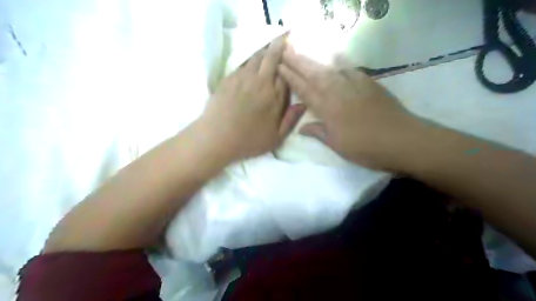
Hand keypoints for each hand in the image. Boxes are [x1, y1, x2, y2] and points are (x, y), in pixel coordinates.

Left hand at [198, 33, 305, 162]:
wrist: (216, 138)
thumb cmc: (248, 141)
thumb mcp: (276, 138)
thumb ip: (291, 120)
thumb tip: (303, 104)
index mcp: (274, 97)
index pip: (286, 73)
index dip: (290, 64)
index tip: (291, 57)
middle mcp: (260, 82)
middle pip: (271, 57)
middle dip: (278, 46)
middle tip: (282, 38)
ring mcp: (243, 78)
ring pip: (256, 57)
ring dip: (263, 52)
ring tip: (267, 51)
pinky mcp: (229, 78)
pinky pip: (242, 64)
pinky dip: (249, 61)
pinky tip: (250, 65)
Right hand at [279, 49, 425, 171]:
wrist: (401, 139)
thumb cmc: (365, 147)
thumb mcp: (337, 145)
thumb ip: (318, 132)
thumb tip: (301, 128)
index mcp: (328, 109)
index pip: (305, 90)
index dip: (291, 78)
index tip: (280, 67)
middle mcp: (338, 93)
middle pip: (314, 75)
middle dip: (298, 62)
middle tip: (285, 51)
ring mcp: (354, 85)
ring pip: (330, 69)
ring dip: (314, 61)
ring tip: (302, 53)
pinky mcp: (369, 83)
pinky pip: (351, 69)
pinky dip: (341, 63)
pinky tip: (335, 59)